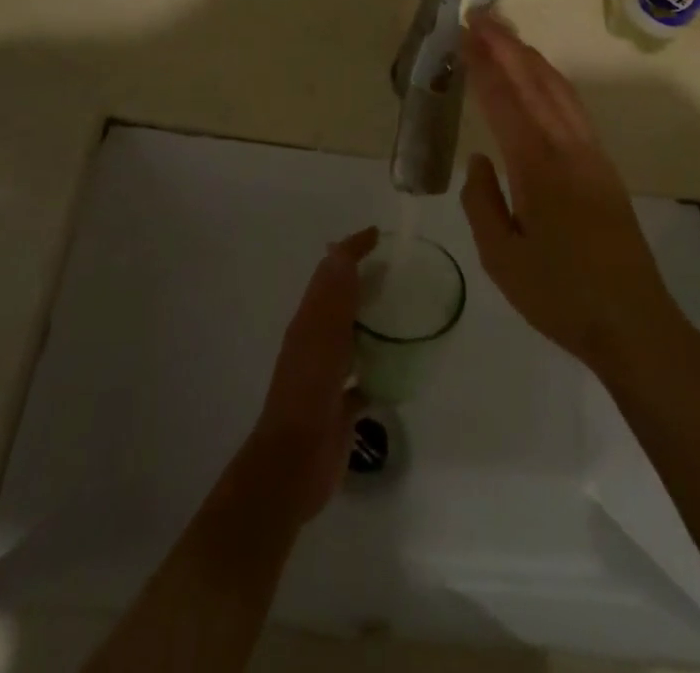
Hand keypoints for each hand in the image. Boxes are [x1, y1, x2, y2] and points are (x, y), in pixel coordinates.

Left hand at [245, 227, 376, 523]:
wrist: (294, 464)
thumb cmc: (308, 392)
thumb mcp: (322, 336)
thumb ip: (333, 295)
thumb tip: (338, 248)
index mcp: (309, 322)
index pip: (331, 273)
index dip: (351, 250)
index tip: (378, 234)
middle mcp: (317, 342)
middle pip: (342, 302)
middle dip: (365, 281)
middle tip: (399, 270)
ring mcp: (328, 375)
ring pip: (352, 337)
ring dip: (371, 321)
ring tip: (405, 311)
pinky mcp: (341, 406)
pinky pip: (364, 377)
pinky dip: (379, 366)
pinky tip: (401, 366)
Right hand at [460, 14, 686, 375]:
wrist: (633, 321)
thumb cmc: (559, 295)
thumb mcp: (501, 259)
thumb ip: (481, 202)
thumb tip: (478, 159)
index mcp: (537, 167)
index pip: (505, 101)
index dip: (484, 65)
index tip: (466, 33)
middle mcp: (567, 148)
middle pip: (534, 82)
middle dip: (506, 47)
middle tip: (481, 17)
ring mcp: (591, 154)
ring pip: (559, 89)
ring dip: (530, 58)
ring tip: (506, 35)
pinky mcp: (603, 165)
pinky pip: (573, 107)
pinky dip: (551, 80)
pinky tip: (541, 78)